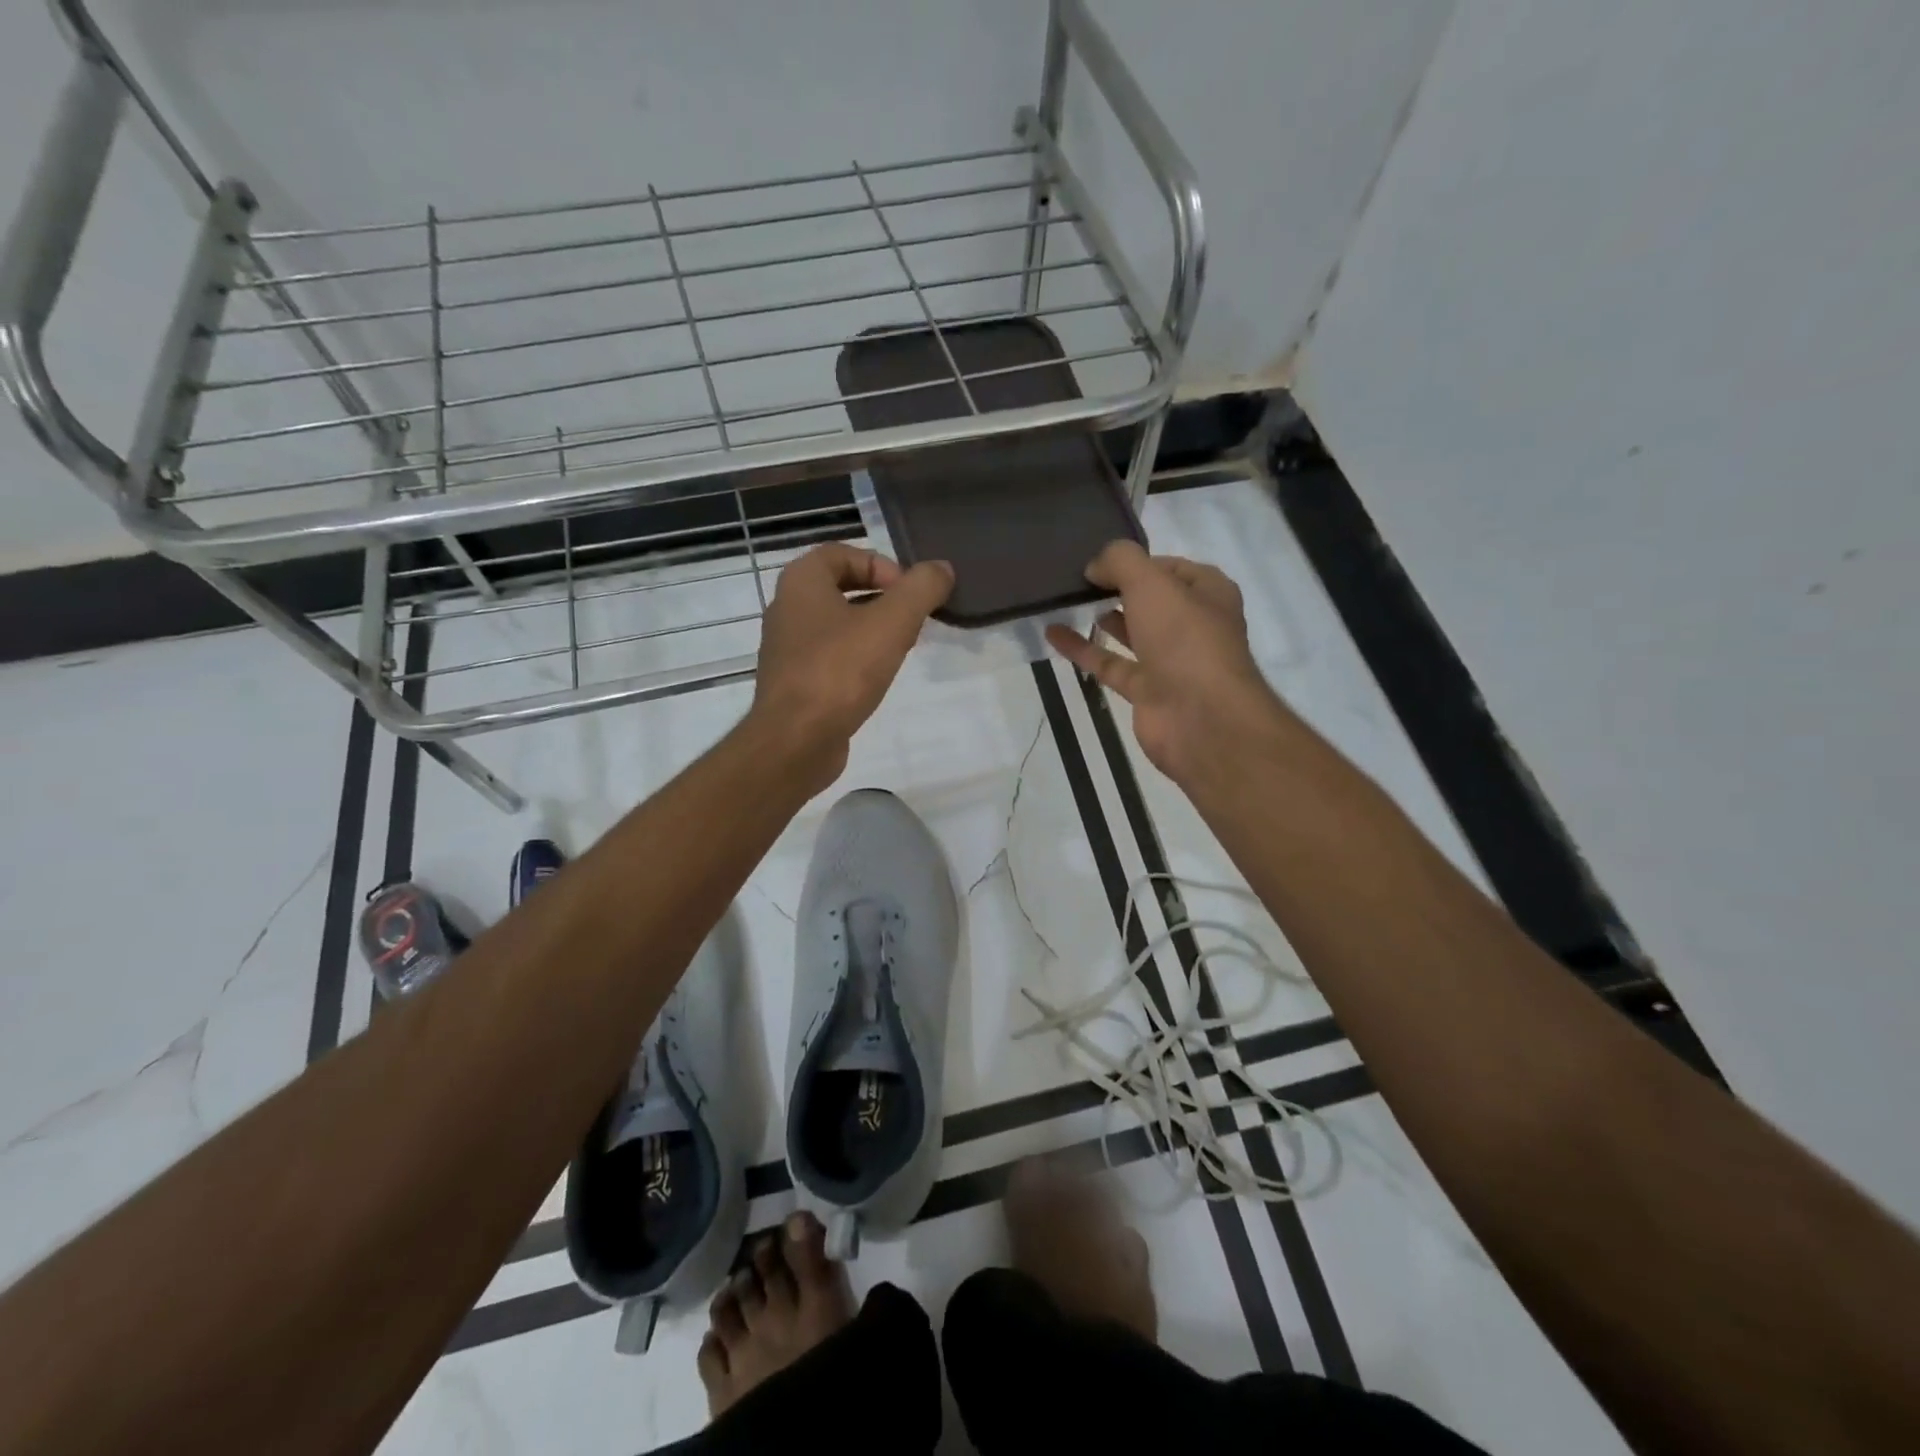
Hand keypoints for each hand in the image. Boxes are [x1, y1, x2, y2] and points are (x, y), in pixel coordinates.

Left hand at [751, 542, 953, 784]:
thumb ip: (921, 589)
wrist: (796, 741)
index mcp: (801, 583)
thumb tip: (941, 568)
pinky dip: (855, 659)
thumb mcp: (892, 623)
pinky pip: (829, 657)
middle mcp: (787, 609)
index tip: (907, 592)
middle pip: (839, 588)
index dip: (879, 564)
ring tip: (901, 648)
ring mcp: (787, 649)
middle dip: (881, 598)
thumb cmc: (840, 671)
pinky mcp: (793, 684)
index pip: (840, 552)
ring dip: (870, 629)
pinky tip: (877, 678)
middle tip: (911, 619)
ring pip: (836, 625)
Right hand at [1045, 541, 1283, 787]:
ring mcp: (1170, 661)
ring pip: (1132, 633)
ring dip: (1103, 617)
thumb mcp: (1151, 582)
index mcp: (1209, 593)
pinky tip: (1053, 633)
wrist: (1201, 718)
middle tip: (1079, 580)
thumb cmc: (1185, 639)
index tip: (1100, 562)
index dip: (1138, 562)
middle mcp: (1193, 625)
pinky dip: (1083, 649)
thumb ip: (1120, 562)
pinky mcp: (1146, 691)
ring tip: (1068, 602)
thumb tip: (1094, 567)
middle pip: (1151, 600)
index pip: (1171, 568)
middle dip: (1119, 589)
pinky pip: (1110, 663)